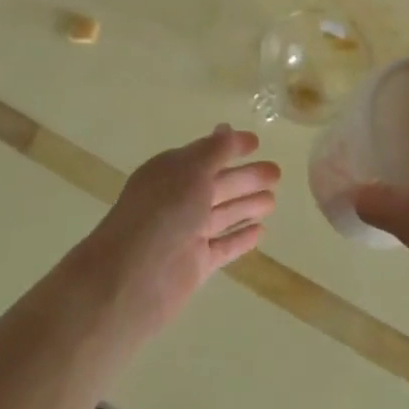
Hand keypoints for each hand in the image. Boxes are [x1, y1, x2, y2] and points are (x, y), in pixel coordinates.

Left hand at [79, 125, 278, 335]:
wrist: (131, 279)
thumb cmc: (162, 214)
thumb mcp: (191, 172)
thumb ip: (214, 151)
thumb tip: (228, 129)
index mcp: (171, 173)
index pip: (205, 155)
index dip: (230, 148)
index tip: (257, 143)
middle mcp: (178, 201)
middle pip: (218, 185)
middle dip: (247, 177)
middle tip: (277, 173)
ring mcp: (186, 234)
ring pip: (223, 215)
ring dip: (246, 205)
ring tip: (273, 201)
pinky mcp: (195, 264)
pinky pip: (223, 246)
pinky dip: (240, 238)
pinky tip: (260, 232)